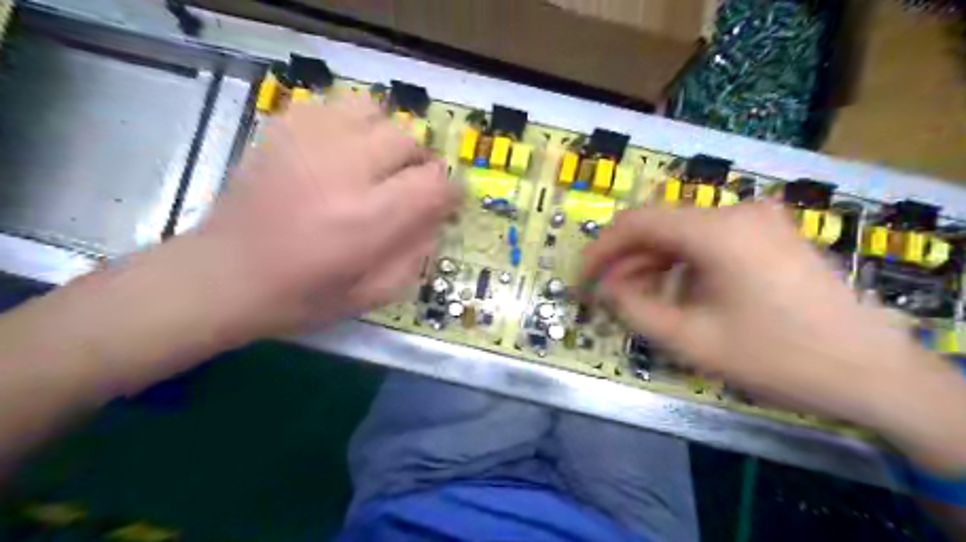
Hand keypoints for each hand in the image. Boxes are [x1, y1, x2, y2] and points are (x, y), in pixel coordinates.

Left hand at [194, 95, 458, 336]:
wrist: (224, 276)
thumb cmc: (304, 295)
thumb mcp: (375, 293)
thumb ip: (418, 252)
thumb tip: (440, 215)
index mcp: (367, 220)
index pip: (434, 183)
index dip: (451, 191)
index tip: (447, 201)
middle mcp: (342, 171)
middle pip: (408, 140)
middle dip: (420, 164)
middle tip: (407, 187)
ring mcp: (307, 143)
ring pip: (375, 112)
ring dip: (386, 138)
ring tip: (376, 163)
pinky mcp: (282, 130)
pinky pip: (334, 106)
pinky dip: (351, 124)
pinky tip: (342, 151)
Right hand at [581, 203, 965, 449]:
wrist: (873, 372)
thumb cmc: (777, 357)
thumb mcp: (692, 340)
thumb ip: (635, 309)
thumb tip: (605, 288)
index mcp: (717, 230)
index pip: (636, 223)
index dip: (601, 250)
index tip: (582, 278)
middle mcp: (736, 211)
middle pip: (660, 226)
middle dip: (627, 260)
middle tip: (608, 295)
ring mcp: (758, 219)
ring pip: (683, 234)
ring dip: (654, 263)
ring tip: (641, 299)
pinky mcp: (769, 234)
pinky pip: (709, 241)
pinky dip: (683, 263)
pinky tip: (679, 292)